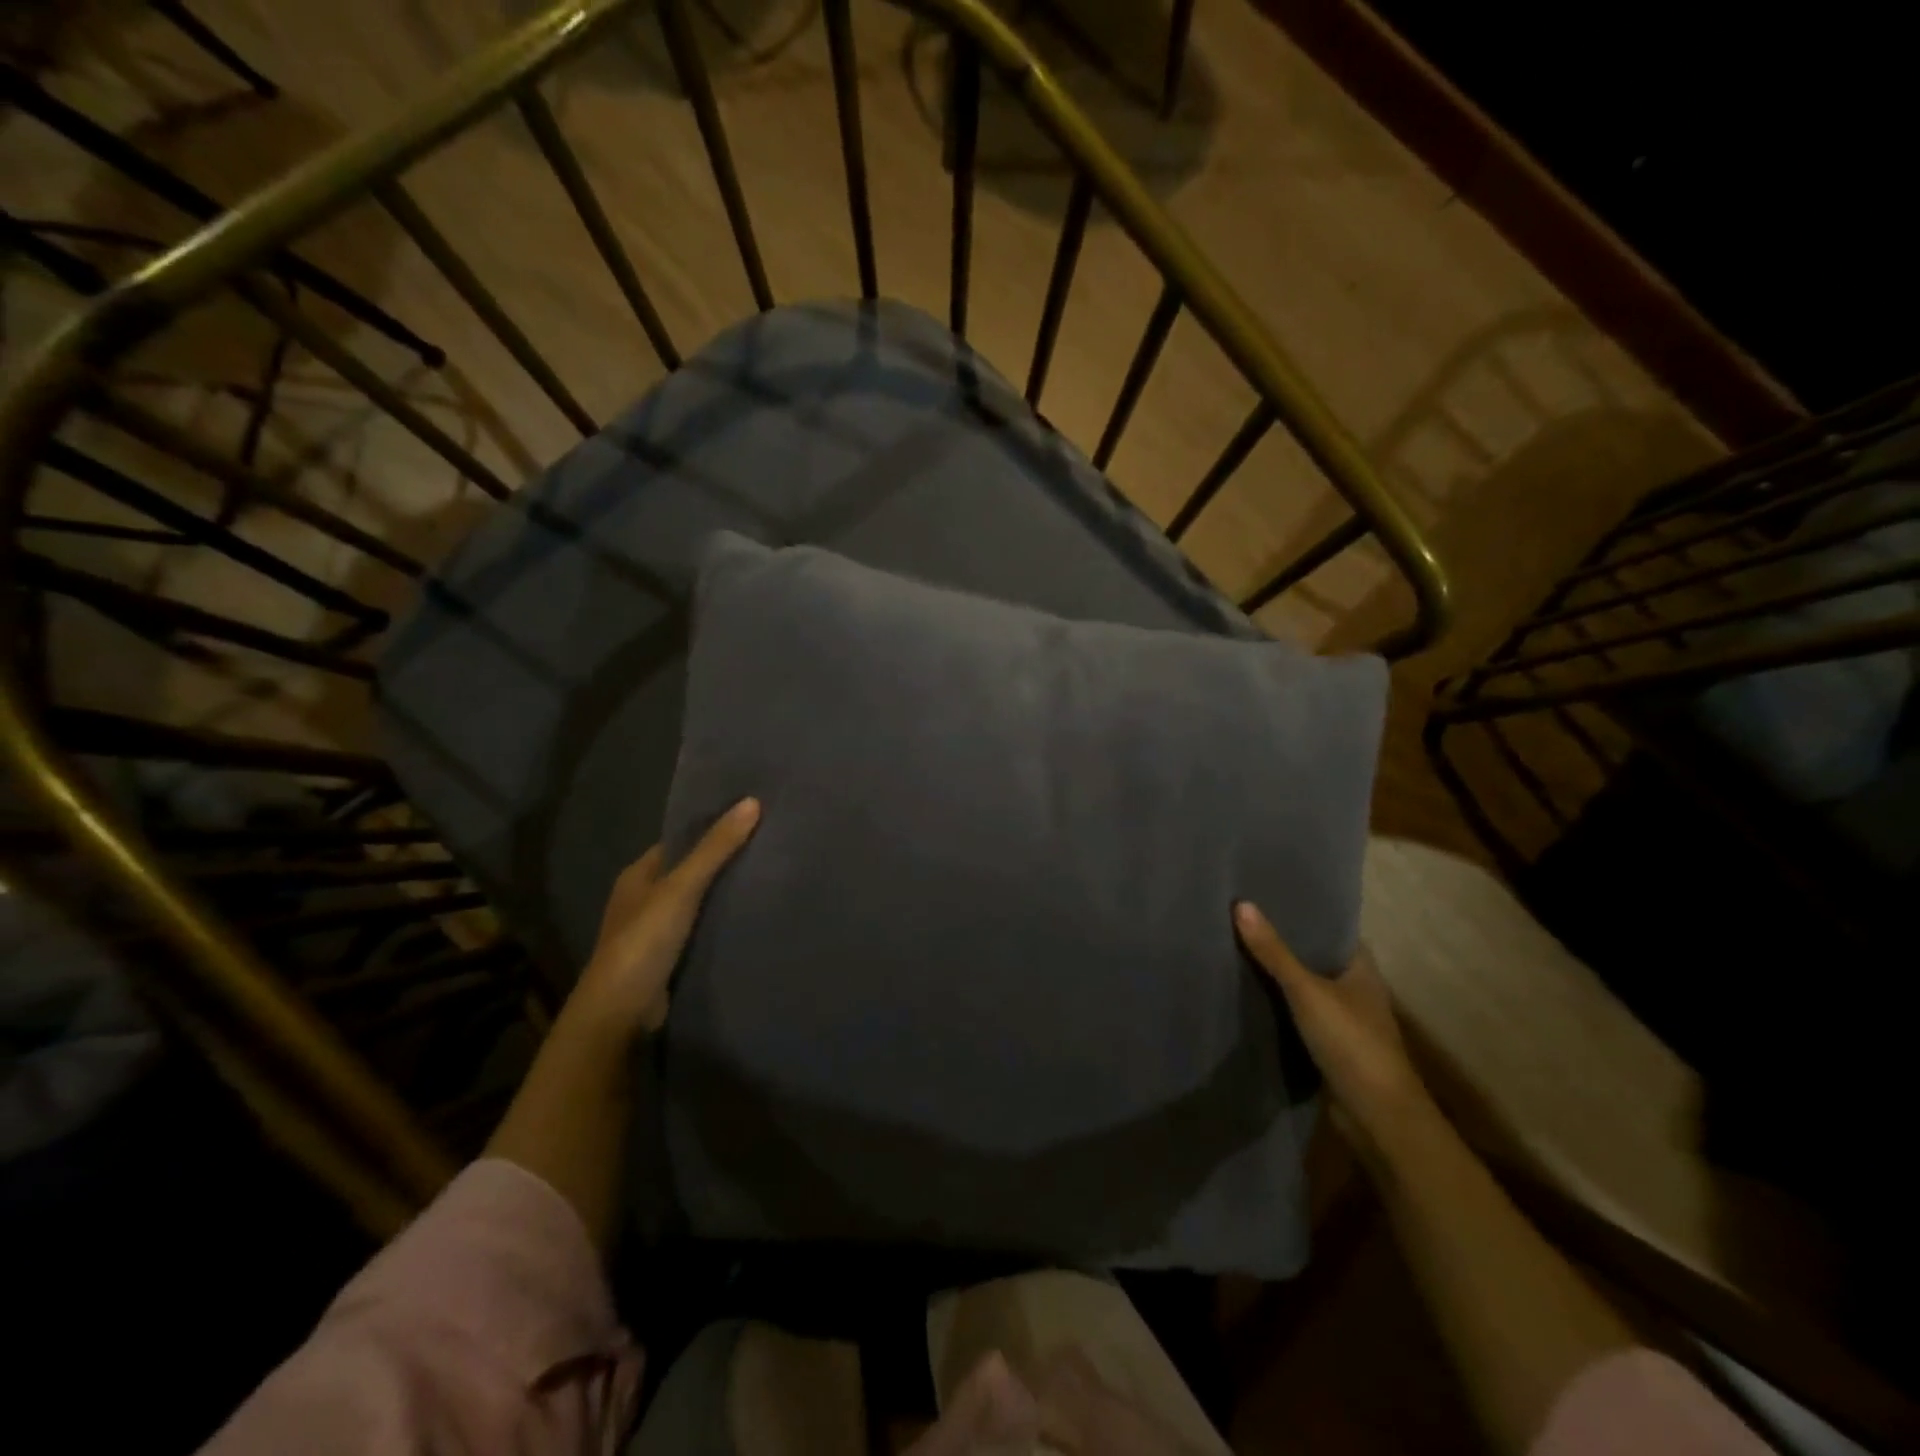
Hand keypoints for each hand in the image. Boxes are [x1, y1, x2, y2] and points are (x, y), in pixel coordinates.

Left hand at [573, 797, 760, 1037]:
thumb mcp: (681, 888)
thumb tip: (752, 802)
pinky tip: (751, 918)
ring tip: (768, 878)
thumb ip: (715, 848)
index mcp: (637, 876)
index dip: (709, 829)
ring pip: (696, 903)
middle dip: (721, 862)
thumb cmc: (644, 941)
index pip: (678, 842)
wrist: (620, 1012)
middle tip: (767, 848)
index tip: (749, 820)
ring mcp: (654, 932)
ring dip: (722, 895)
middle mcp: (643, 900)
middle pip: (688, 872)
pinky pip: (700, 931)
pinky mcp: (668, 959)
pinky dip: (720, 924)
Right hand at [1233, 900, 1435, 1166]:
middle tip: (1240, 919)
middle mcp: (1355, 990)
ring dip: (1277, 976)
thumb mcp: (1307, 991)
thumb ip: (1274, 952)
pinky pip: (1296, 1016)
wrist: (1377, 1116)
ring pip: (1304, 988)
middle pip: (1314, 958)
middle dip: (1283, 943)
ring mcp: (1343, 1021)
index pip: (1331, 929)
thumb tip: (1241, 904)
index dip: (1303, 913)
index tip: (1266, 896)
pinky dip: (1276, 1006)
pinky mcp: (1327, 1047)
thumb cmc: (1351, 1042)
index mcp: (1361, 969)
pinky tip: (1246, 995)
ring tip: (1234, 950)